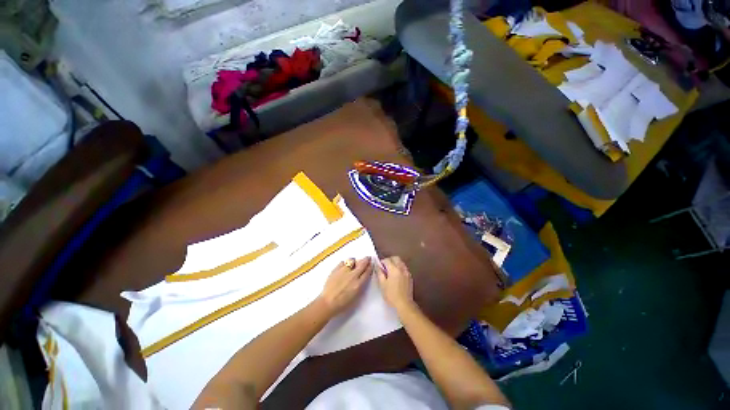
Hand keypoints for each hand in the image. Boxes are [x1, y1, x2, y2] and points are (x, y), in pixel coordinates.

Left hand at [318, 257, 371, 315]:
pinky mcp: (336, 269)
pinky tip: (344, 267)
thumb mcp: (356, 296)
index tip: (371, 264)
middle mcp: (352, 275)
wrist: (327, 302)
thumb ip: (361, 285)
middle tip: (367, 258)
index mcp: (358, 284)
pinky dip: (345, 263)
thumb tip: (363, 277)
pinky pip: (343, 262)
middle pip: (362, 264)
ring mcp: (344, 271)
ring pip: (352, 260)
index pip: (367, 272)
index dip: (370, 267)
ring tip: (354, 263)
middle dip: (366, 260)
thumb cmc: (342, 303)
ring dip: (355, 261)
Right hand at [375, 256, 414, 311]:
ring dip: (395, 263)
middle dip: (390, 260)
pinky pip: (404, 268)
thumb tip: (377, 265)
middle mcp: (401, 268)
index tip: (379, 267)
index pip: (387, 260)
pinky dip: (400, 268)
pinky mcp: (410, 277)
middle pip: (395, 258)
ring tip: (390, 272)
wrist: (404, 305)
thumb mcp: (382, 284)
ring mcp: (407, 272)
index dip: (382, 262)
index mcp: (394, 269)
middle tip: (385, 267)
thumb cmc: (391, 295)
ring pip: (401, 262)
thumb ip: (379, 273)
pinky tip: (397, 276)